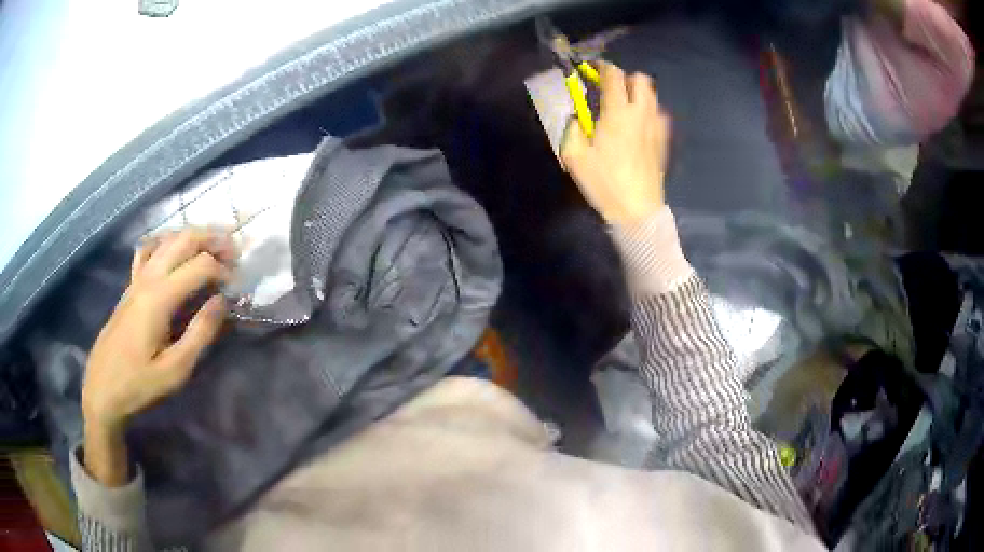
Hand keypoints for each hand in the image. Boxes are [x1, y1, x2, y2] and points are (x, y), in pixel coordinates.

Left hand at [81, 229, 234, 484]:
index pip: (199, 265)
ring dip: (193, 236)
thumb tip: (222, 301)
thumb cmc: (139, 384)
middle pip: (184, 239)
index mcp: (159, 298)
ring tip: (213, 246)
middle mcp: (148, 278)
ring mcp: (136, 279)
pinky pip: (148, 250)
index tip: (236, 287)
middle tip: (234, 252)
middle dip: (213, 239)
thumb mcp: (175, 370)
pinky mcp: (130, 286)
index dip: (223, 270)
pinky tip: (173, 250)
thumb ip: (200, 333)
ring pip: (167, 239)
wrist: (103, 388)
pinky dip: (166, 242)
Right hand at [561, 62, 670, 224]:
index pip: (614, 75)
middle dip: (625, 78)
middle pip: (641, 80)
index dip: (602, 68)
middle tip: (610, 89)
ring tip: (624, 107)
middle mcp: (641, 113)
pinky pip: (659, 115)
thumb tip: (576, 117)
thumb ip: (571, 128)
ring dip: (638, 93)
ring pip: (653, 96)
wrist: (637, 211)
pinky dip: (649, 112)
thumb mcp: (574, 156)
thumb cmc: (604, 182)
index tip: (592, 71)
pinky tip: (639, 125)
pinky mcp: (663, 142)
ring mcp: (656, 127)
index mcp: (617, 113)